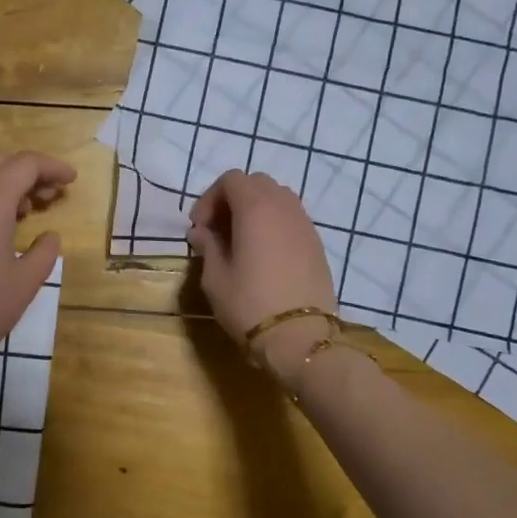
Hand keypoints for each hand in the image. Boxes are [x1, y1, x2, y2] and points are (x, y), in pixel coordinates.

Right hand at [188, 171, 337, 383]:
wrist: (300, 337)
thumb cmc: (249, 304)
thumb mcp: (215, 278)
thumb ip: (208, 246)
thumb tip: (201, 232)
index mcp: (255, 208)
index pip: (231, 180)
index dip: (210, 198)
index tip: (199, 227)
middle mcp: (283, 207)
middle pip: (256, 183)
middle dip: (233, 199)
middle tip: (218, 229)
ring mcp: (304, 224)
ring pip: (278, 198)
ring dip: (255, 209)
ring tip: (241, 240)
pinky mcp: (316, 243)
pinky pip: (292, 218)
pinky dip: (274, 223)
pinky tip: (264, 254)